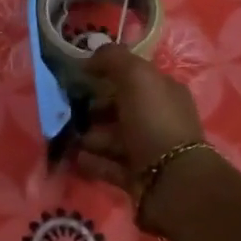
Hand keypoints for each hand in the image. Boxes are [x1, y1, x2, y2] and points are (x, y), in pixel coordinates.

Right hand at [75, 45, 212, 218]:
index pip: (132, 78)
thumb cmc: (154, 122)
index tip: (79, 77)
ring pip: (111, 138)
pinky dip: (91, 161)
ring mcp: (148, 150)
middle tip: (68, 111)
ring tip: (68, 137)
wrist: (172, 182)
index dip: (106, 74)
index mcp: (164, 92)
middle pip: (119, 109)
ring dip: (89, 136)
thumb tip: (90, 58)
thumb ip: (113, 60)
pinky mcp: (136, 177)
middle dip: (93, 108)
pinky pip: (107, 165)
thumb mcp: (136, 77)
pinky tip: (75, 158)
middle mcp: (158, 119)